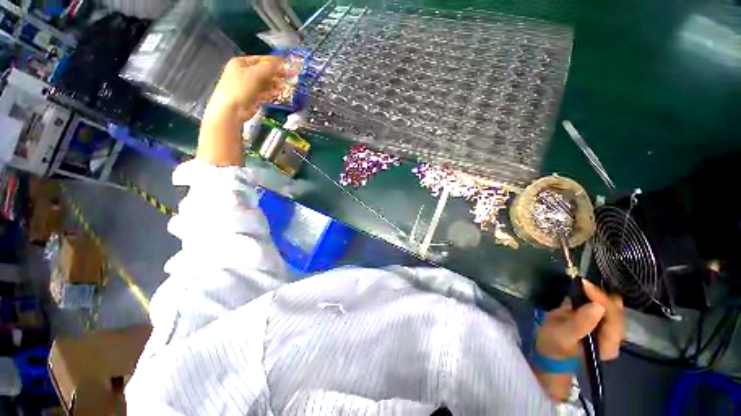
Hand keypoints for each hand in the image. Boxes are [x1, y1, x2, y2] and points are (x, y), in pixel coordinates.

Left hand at [198, 56, 285, 166]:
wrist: (231, 110)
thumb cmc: (240, 88)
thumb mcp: (255, 74)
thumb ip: (269, 68)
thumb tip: (282, 63)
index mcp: (240, 63)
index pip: (260, 59)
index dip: (273, 62)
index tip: (286, 66)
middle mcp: (242, 73)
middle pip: (262, 72)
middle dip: (275, 75)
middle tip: (288, 78)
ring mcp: (246, 87)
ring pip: (264, 84)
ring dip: (275, 85)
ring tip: (286, 87)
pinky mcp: (251, 99)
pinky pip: (263, 94)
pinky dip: (271, 93)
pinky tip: (279, 95)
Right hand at [533, 280, 623, 400]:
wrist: (549, 352)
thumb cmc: (554, 346)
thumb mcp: (563, 336)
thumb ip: (580, 323)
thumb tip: (596, 306)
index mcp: (608, 344)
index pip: (614, 318)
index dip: (602, 299)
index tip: (584, 284)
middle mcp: (613, 337)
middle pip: (616, 311)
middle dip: (602, 295)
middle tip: (583, 282)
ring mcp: (607, 330)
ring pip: (612, 307)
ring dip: (600, 294)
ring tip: (583, 284)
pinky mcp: (599, 323)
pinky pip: (604, 306)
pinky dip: (596, 297)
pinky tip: (585, 290)